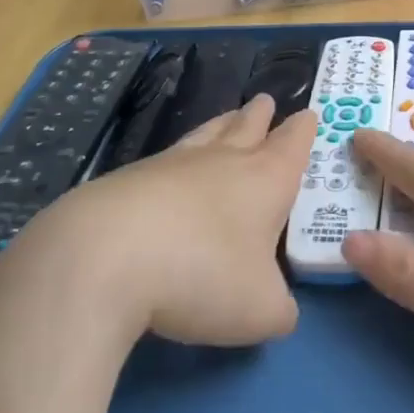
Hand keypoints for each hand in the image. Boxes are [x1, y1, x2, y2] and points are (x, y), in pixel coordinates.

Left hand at [0, 94, 314, 346]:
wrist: (105, 257)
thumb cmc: (202, 276)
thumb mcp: (260, 311)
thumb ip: (280, 309)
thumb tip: (280, 309)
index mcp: (265, 181)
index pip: (292, 145)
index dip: (303, 131)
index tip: (308, 115)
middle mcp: (222, 162)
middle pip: (247, 127)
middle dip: (261, 116)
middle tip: (266, 101)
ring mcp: (172, 165)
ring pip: (205, 135)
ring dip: (222, 125)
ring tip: (228, 117)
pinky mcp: (129, 179)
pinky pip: (166, 159)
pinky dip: (178, 160)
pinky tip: (171, 170)